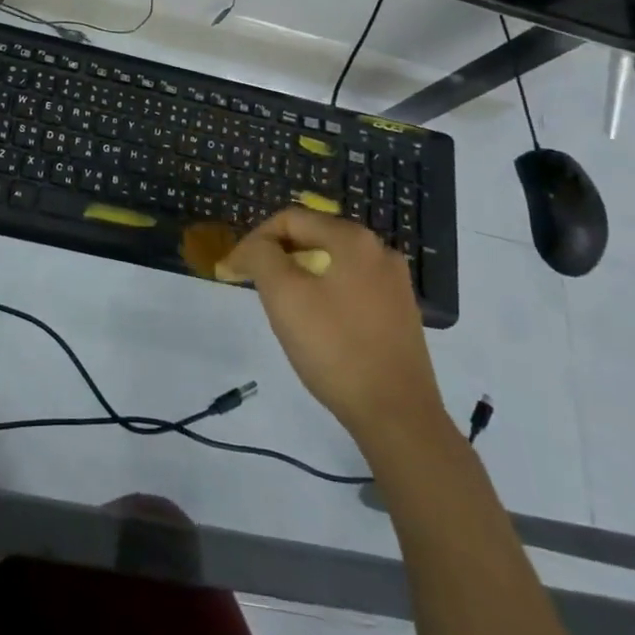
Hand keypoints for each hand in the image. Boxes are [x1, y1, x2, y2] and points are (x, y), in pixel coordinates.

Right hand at [224, 209, 446, 436]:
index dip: (255, 240)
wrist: (398, 415)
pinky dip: (325, 293)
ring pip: (332, 263)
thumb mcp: (284, 296)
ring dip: (300, 275)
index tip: (234, 270)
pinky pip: (351, 286)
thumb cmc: (335, 348)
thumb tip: (253, 247)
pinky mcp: (400, 312)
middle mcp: (379, 250)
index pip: (290, 219)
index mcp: (353, 238)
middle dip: (278, 256)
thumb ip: (261, 256)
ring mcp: (395, 282)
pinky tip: (317, 324)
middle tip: (255, 286)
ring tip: (282, 306)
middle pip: (313, 237)